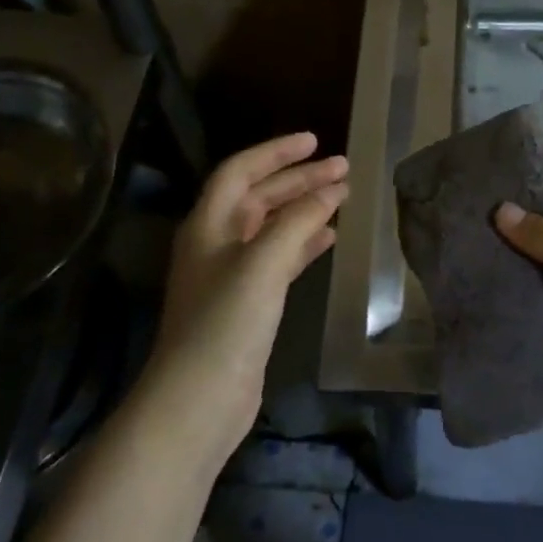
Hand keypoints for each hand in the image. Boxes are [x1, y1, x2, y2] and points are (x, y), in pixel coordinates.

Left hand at [147, 133, 348, 461]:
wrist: (199, 400)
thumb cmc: (226, 323)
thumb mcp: (263, 263)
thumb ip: (298, 221)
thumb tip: (331, 190)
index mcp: (209, 224)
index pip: (241, 171)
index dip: (276, 152)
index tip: (315, 141)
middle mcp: (217, 243)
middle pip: (260, 196)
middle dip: (299, 179)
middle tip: (343, 168)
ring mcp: (231, 275)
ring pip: (272, 226)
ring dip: (304, 208)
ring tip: (343, 196)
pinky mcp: (248, 303)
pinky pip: (279, 258)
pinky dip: (303, 243)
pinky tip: (329, 238)